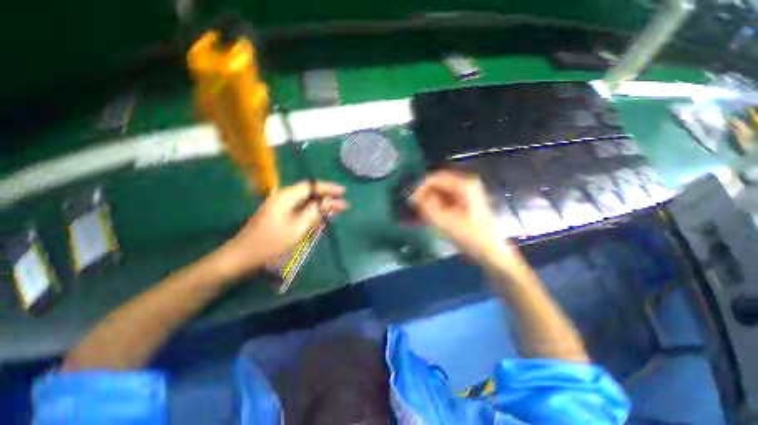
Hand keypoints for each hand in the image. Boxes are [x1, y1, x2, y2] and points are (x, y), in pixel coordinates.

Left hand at [218, 181, 347, 277]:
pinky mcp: (280, 218)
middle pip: (310, 194)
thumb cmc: (270, 243)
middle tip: (344, 205)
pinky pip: (300, 213)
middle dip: (327, 199)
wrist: (242, 257)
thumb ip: (313, 214)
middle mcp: (283, 199)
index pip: (311, 186)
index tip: (343, 191)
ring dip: (320, 208)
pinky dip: (311, 216)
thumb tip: (326, 204)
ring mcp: (280, 209)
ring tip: (336, 212)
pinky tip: (320, 221)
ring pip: (306, 204)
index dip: (328, 188)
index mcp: (286, 197)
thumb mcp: (297, 228)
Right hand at [411, 170, 505, 259]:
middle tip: (414, 208)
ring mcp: (466, 193)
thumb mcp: (444, 221)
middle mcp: (466, 183)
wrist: (490, 251)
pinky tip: (428, 216)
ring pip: (440, 192)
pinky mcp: (464, 202)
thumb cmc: (469, 236)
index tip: (410, 199)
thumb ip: (427, 206)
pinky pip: (445, 199)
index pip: (436, 178)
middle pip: (438, 184)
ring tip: (420, 214)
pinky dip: (435, 206)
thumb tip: (414, 196)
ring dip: (429, 201)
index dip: (421, 187)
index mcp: (464, 184)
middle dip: (424, 195)